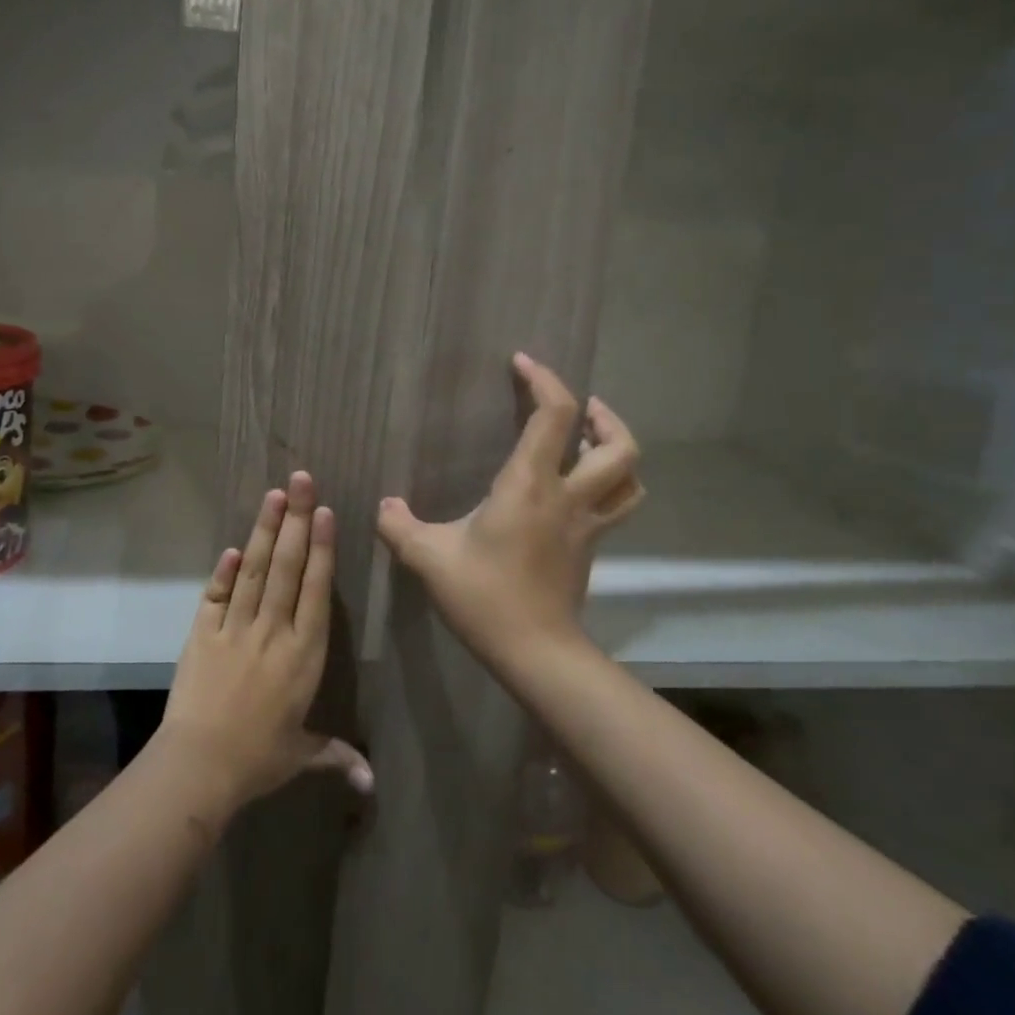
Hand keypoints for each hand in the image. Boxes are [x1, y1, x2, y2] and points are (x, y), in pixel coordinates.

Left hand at [160, 472, 372, 810]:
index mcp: (303, 654)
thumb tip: (372, 782)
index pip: (316, 590)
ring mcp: (235, 628)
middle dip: (296, 521)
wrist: (199, 766)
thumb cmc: (258, 760)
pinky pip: (216, 595)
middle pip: (288, 567)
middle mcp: (273, 631)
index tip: (325, 513)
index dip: (322, 549)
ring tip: (274, 496)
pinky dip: (224, 570)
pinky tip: (233, 546)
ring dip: (265, 531)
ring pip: (255, 571)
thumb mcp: (301, 755)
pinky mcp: (202, 634)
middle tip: (301, 481)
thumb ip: (336, 755)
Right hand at [377, 353, 642, 669]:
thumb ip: (399, 527)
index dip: (544, 380)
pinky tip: (580, 489)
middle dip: (602, 415)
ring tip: (590, 440)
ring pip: (630, 477)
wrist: (534, 651)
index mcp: (530, 486)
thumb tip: (385, 508)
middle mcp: (568, 497)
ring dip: (617, 449)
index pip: (555, 416)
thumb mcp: (428, 558)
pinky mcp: (590, 548)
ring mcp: (587, 524)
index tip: (522, 363)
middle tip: (577, 407)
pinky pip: (617, 505)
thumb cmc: (483, 597)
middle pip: (619, 445)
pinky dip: (612, 485)